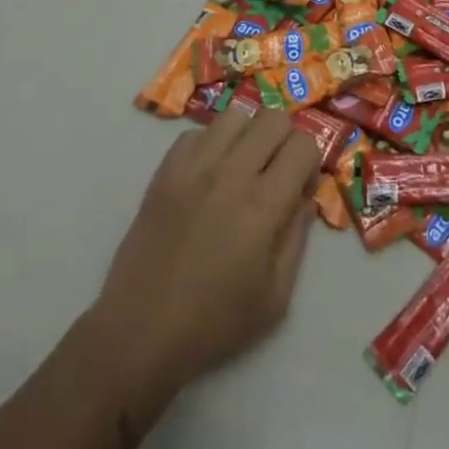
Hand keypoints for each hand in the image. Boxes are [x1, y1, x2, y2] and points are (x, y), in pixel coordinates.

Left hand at [90, 103, 318, 403]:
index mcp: (263, 206)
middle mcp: (230, 174)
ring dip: (247, 135)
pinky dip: (210, 145)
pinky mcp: (165, 171)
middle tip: (274, 172)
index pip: (303, 144)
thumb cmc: (214, 323)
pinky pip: (196, 132)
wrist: (139, 333)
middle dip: (284, 140)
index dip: (310, 162)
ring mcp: (193, 167)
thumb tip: (305, 196)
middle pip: (273, 117)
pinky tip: (207, 175)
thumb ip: (297, 237)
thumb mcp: (276, 297)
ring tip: (240, 167)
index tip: (300, 187)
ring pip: (235, 115)